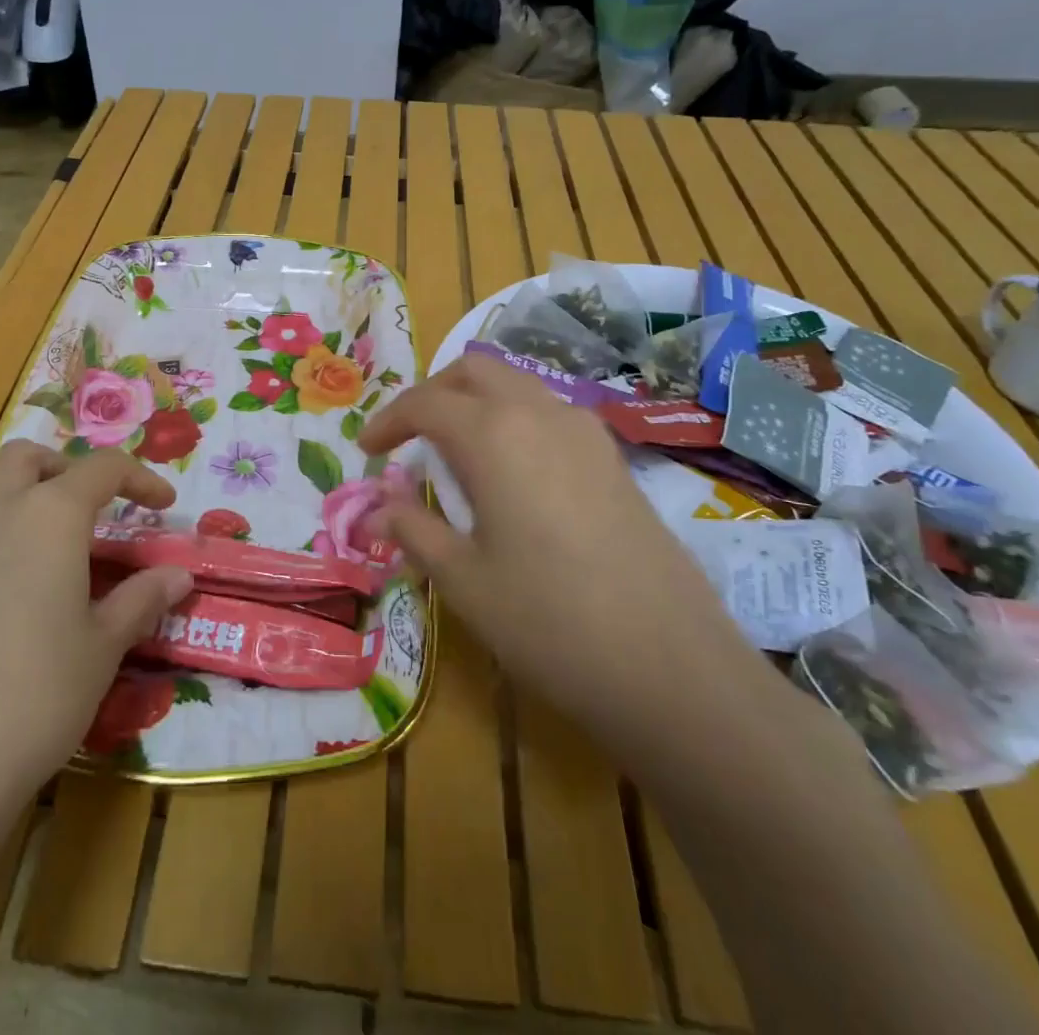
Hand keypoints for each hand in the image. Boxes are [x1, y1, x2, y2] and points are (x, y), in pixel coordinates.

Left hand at [0, 443, 193, 810]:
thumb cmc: (39, 695)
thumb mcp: (104, 646)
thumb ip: (142, 599)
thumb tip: (179, 575)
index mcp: (52, 515)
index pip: (103, 468)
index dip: (140, 478)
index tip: (163, 505)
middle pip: (28, 457)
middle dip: (64, 469)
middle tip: (91, 508)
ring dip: (5, 487)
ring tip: (29, 520)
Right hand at [359, 355, 782, 764]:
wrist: (672, 667)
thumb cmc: (549, 621)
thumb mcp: (464, 580)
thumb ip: (414, 530)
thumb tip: (377, 511)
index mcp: (494, 434)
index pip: (425, 403)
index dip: (387, 421)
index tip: (366, 449)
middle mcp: (540, 413)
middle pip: (474, 371)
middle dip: (432, 393)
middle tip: (408, 436)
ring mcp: (586, 432)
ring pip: (516, 385)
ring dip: (476, 402)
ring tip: (454, 453)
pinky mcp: (614, 459)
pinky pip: (549, 413)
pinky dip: (514, 420)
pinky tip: (511, 473)